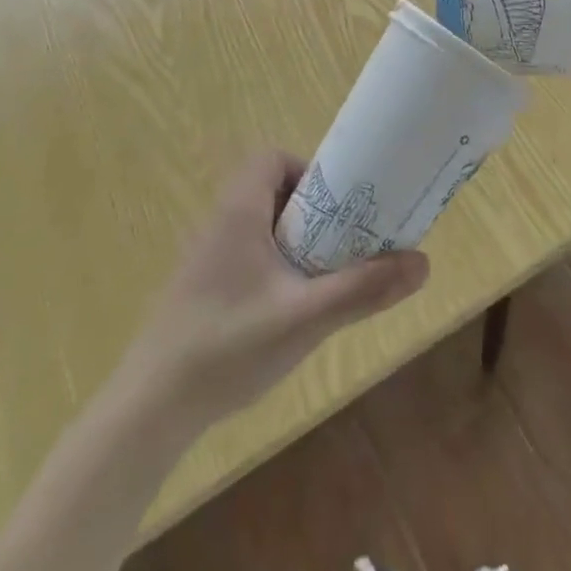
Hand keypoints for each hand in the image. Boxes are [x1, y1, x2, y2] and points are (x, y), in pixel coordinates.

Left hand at [112, 151, 429, 430]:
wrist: (149, 411)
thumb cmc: (227, 347)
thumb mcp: (305, 317)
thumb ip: (363, 289)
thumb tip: (422, 262)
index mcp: (239, 211)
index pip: (272, 159)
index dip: (307, 171)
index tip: (336, 204)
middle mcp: (219, 223)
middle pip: (270, 191)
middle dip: (311, 211)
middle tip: (341, 240)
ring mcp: (205, 258)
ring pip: (260, 227)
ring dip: (294, 241)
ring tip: (323, 275)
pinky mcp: (199, 290)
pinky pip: (246, 256)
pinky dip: (273, 266)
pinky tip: (288, 309)